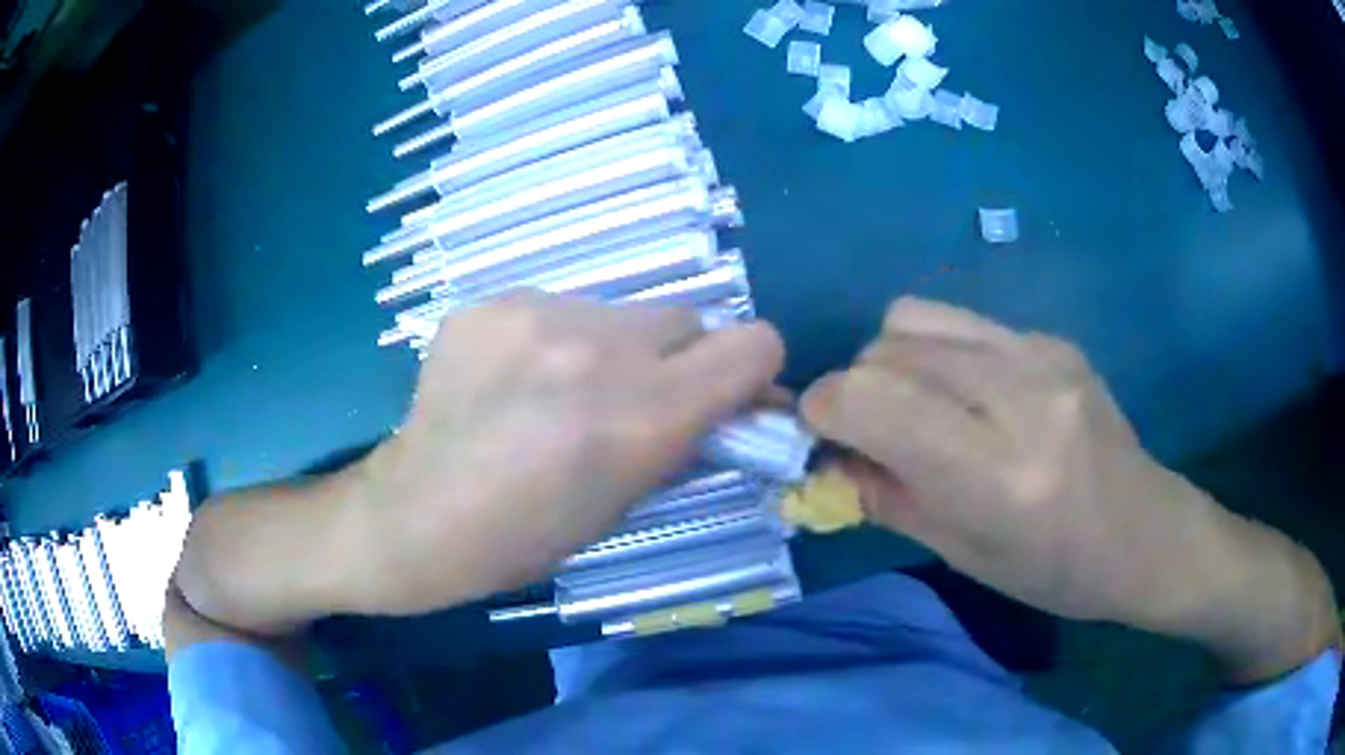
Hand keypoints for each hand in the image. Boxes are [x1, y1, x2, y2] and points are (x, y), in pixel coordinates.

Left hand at [350, 292, 783, 615]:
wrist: (417, 515)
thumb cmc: (525, 537)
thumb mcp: (625, 502)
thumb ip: (683, 438)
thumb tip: (728, 404)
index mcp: (641, 416)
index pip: (752, 344)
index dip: (751, 371)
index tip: (728, 395)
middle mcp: (598, 349)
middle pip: (686, 317)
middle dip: (677, 358)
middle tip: (632, 399)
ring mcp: (535, 314)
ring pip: (617, 312)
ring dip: (609, 347)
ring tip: (557, 391)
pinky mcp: (490, 302)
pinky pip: (553, 308)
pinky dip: (551, 340)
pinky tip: (511, 380)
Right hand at [802, 297, 1336, 680]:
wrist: (1145, 533)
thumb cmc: (1056, 570)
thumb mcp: (963, 554)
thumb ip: (885, 497)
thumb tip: (826, 458)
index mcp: (998, 475)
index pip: (875, 401)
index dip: (825, 409)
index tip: (820, 433)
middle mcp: (1020, 397)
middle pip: (888, 349)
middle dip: (856, 387)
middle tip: (871, 433)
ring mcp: (1042, 355)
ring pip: (915, 318)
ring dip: (892, 361)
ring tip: (917, 406)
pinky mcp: (1053, 338)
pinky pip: (962, 323)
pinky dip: (938, 354)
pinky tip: (968, 396)